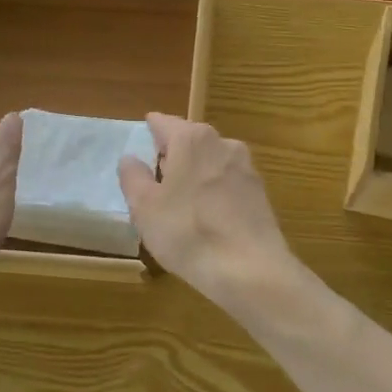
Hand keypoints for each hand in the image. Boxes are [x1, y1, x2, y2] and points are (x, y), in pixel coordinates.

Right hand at [117, 114, 295, 306]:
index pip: (164, 123)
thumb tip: (130, 158)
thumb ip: (133, 177)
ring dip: (196, 173)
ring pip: (211, 162)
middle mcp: (222, 143)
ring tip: (180, 200)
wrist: (249, 268)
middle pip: (190, 140)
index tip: (144, 134)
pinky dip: (215, 192)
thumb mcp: (145, 207)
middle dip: (174, 153)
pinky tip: (207, 217)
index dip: (151, 129)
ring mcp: (246, 167)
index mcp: (191, 139)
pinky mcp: (260, 193)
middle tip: (156, 175)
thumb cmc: (187, 231)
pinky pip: (228, 184)